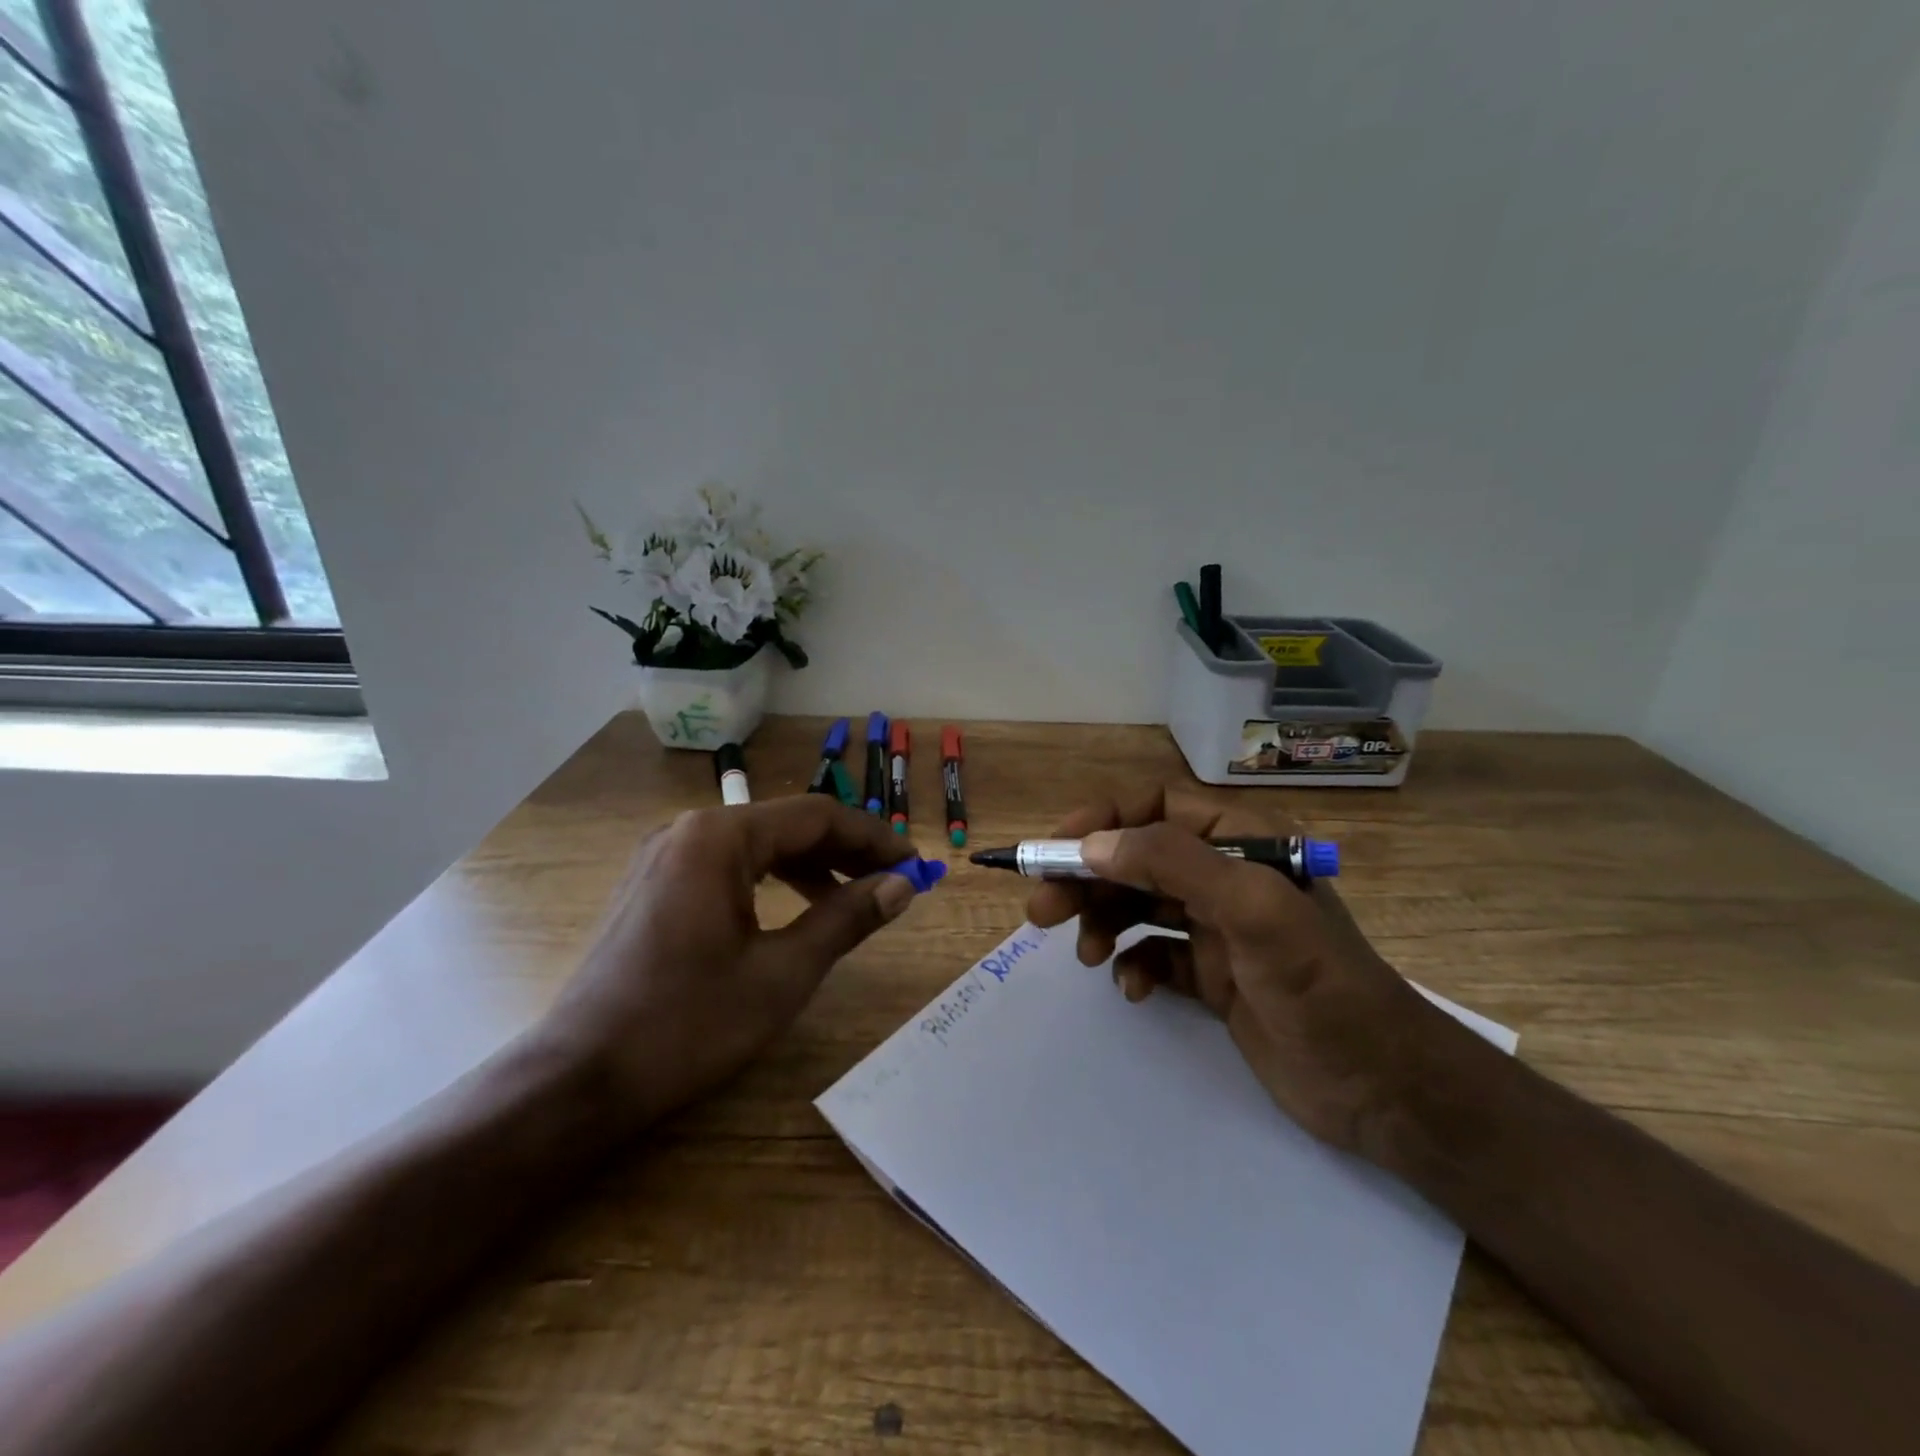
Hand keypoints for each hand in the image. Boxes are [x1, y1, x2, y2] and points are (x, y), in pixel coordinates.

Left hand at [542, 796, 920, 1127]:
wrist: (577, 1080)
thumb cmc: (686, 1024)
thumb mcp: (782, 974)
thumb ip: (846, 919)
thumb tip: (902, 885)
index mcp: (719, 837)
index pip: (817, 817)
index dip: (874, 838)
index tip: (915, 864)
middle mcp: (689, 830)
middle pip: (786, 825)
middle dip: (846, 851)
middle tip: (894, 880)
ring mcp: (664, 856)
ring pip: (757, 845)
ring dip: (811, 865)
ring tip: (855, 897)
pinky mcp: (653, 884)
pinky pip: (728, 866)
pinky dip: (771, 880)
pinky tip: (796, 908)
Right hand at [1026, 787, 1454, 1152]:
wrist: (1384, 1090)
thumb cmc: (1322, 987)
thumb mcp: (1252, 912)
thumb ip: (1172, 864)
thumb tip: (1092, 845)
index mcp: (1240, 841)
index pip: (1155, 806)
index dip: (1101, 821)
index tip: (1055, 851)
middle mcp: (1224, 875)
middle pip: (1135, 858)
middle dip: (1086, 879)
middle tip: (1041, 911)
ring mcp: (1216, 927)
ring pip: (1137, 905)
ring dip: (1103, 922)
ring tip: (1087, 956)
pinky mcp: (1212, 974)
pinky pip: (1153, 954)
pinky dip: (1133, 965)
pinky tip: (1132, 988)